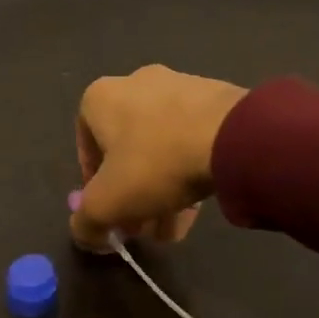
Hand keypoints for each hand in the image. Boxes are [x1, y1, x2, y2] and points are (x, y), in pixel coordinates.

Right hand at [72, 66, 249, 250]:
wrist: (233, 136)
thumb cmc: (155, 163)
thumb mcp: (107, 204)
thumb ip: (86, 223)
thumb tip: (85, 234)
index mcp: (101, 98)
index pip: (86, 150)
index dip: (95, 189)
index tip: (112, 215)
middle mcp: (135, 83)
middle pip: (126, 152)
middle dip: (133, 196)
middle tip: (145, 228)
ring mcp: (178, 86)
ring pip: (160, 149)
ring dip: (162, 191)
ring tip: (176, 227)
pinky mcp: (215, 98)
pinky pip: (191, 139)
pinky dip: (189, 170)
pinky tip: (200, 205)